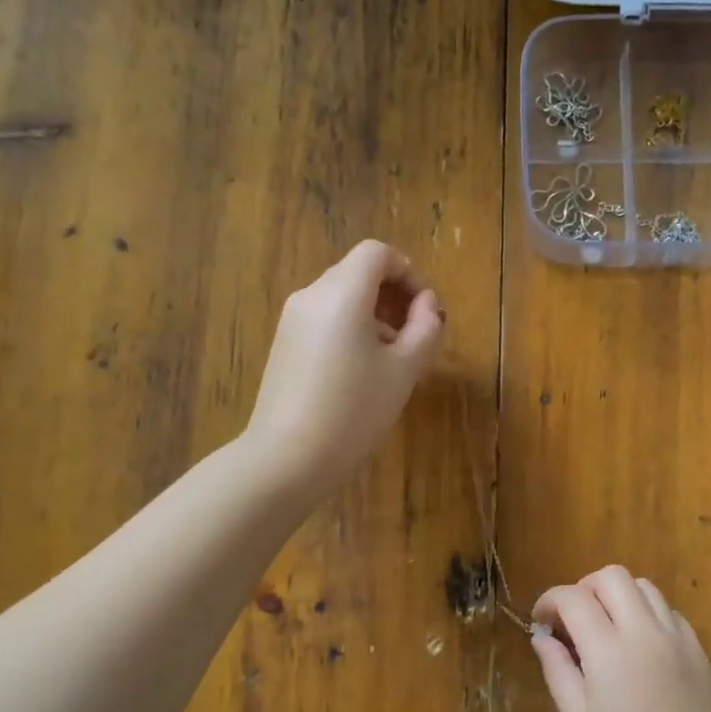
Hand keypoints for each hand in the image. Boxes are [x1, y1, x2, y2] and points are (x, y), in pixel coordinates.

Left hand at [246, 240, 444, 500]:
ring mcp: (292, 320)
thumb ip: (425, 327)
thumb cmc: (354, 410)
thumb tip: (427, 303)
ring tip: (394, 357)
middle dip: (393, 294)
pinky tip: (362, 371)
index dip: (408, 272)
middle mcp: (312, 295)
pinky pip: (324, 318)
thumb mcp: (404, 370)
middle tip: (416, 335)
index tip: (424, 309)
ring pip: (341, 296)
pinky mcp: (284, 344)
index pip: (377, 253)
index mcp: (342, 293)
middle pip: (358, 272)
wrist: (287, 458)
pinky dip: (351, 328)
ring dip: (374, 313)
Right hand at [531, 567, 710, 711]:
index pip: (574, 598)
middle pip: (612, 576)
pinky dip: (647, 615)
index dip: (550, 601)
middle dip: (585, 589)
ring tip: (606, 631)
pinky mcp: (699, 651)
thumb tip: (542, 637)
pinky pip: (669, 612)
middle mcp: (646, 633)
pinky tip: (639, 649)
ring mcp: (678, 639)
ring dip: (618, 597)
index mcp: (610, 652)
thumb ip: (558, 672)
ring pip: (644, 587)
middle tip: (573, 622)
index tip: (541, 622)